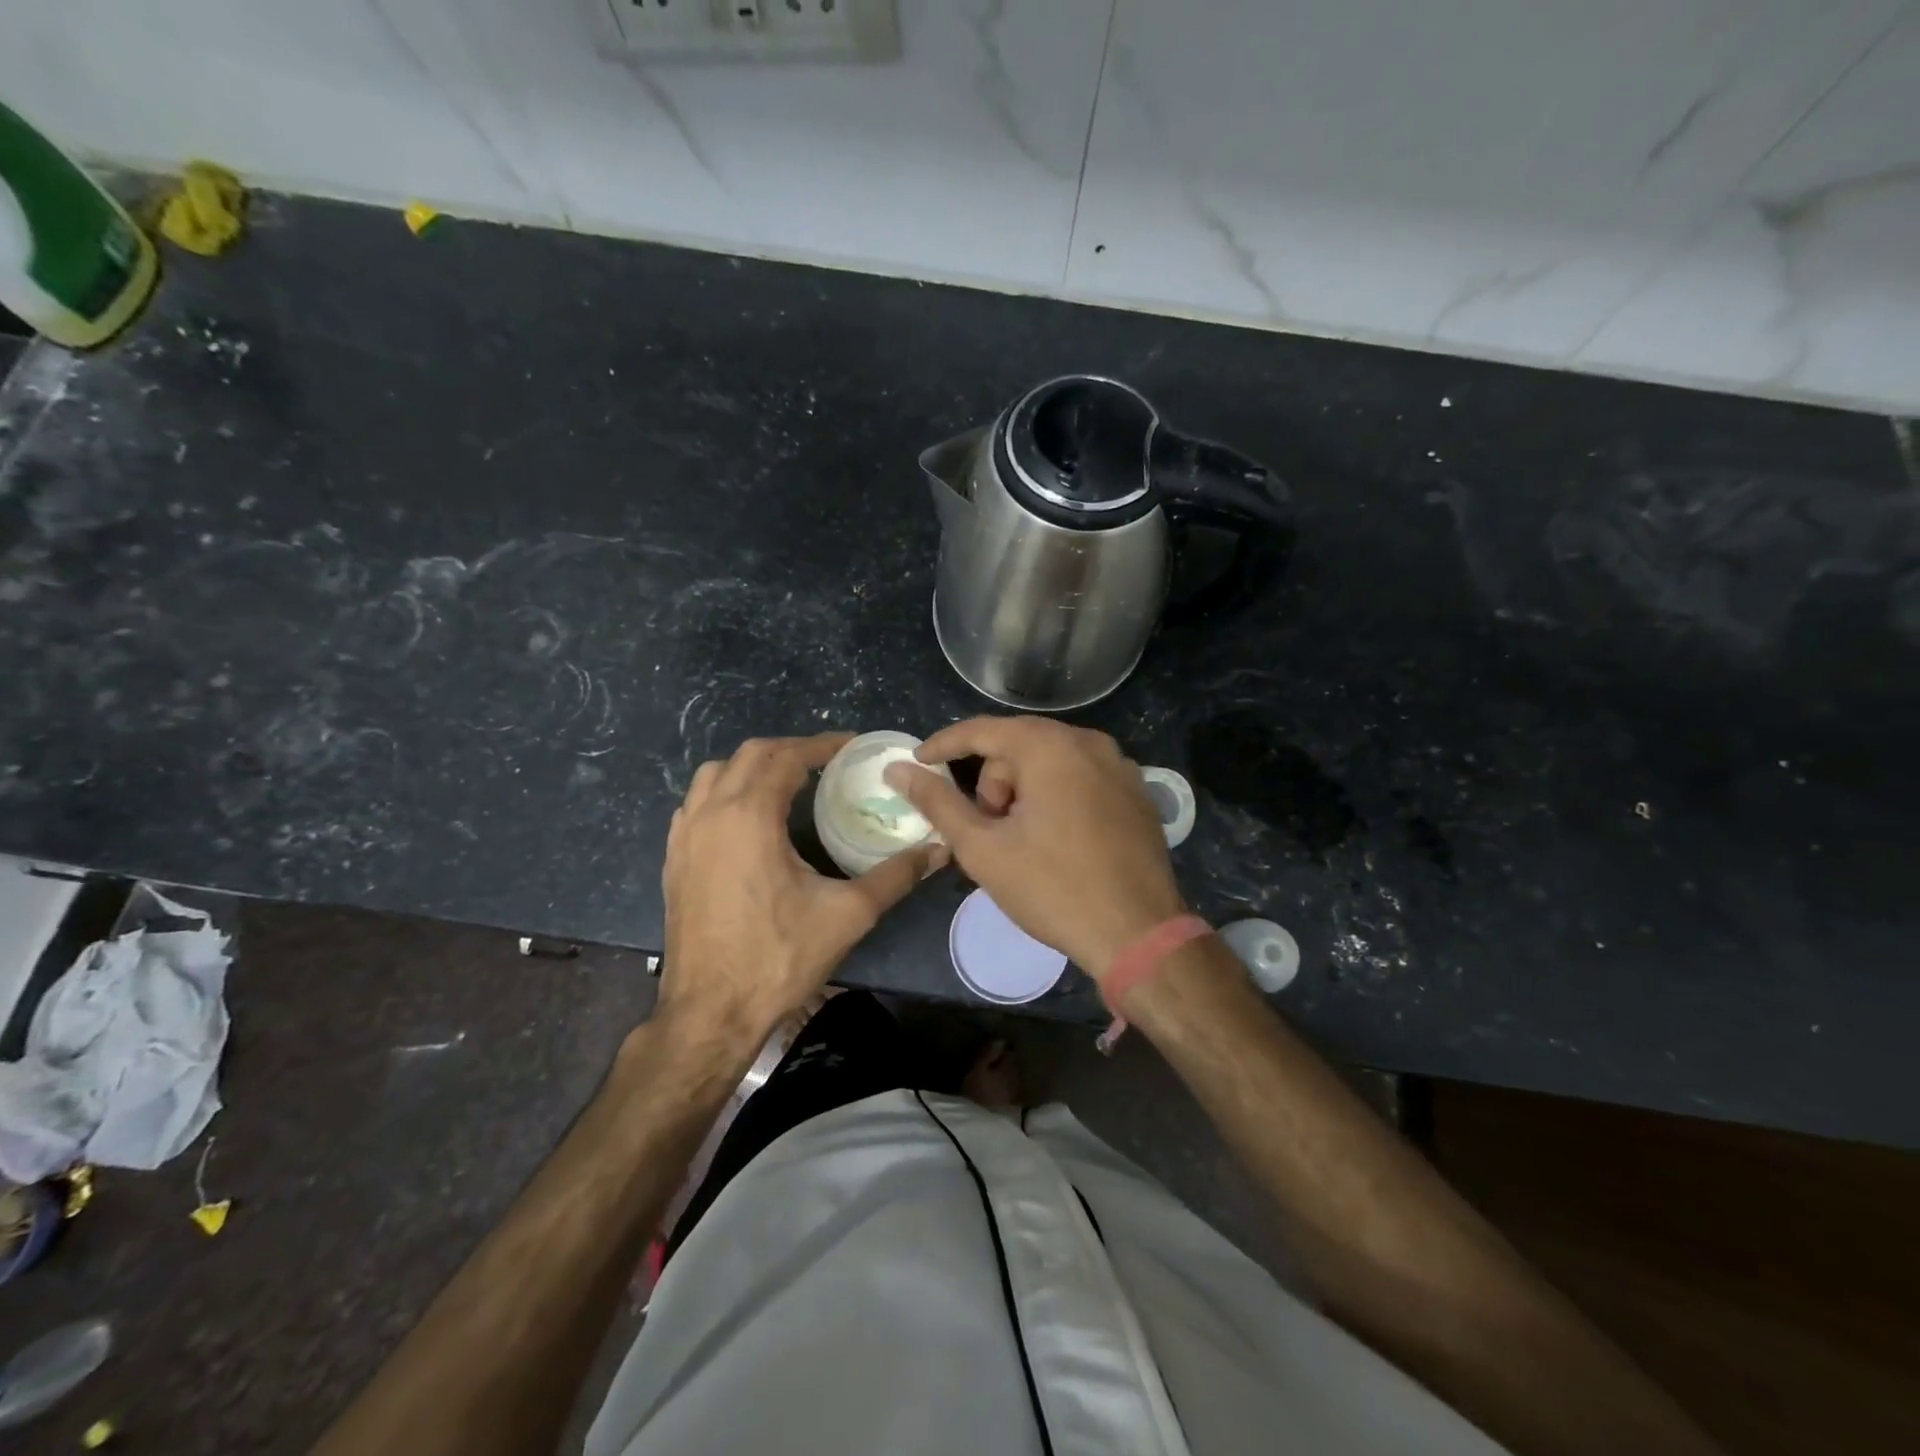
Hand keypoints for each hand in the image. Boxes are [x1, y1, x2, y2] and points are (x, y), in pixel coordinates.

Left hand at [661, 733, 945, 1048]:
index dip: (821, 745)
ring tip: (786, 783)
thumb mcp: (848, 914)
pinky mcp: (673, 860)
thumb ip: (896, 876)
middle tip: (825, 762)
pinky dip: (723, 793)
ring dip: (751, 767)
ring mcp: (685, 836)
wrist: (710, 1012)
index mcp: (750, 816)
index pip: (786, 757)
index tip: (850, 746)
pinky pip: (695, 804)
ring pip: (714, 774)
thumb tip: (939, 851)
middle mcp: (711, 813)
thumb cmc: (778, 958)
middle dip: (788, 750)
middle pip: (749, 755)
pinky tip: (746, 819)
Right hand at [884, 716, 1183, 977]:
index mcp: (1050, 747)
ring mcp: (1120, 765)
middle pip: (1018, 748)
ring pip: (1050, 762)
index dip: (943, 745)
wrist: (1139, 934)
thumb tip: (898, 770)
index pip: (982, 731)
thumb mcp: (983, 848)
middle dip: (992, 784)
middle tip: (989, 832)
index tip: (917, 763)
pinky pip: (1081, 778)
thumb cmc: (1053, 888)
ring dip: (1024, 793)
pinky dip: (1057, 797)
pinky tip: (1057, 841)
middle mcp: (1089, 742)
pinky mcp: (1137, 791)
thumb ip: (937, 802)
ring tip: (1023, 842)